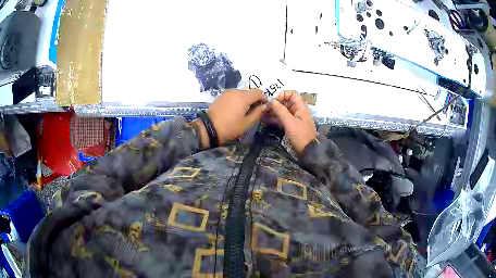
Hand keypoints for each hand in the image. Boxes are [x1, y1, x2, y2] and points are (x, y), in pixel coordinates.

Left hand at [193, 89, 267, 147]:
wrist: (208, 128)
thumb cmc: (230, 127)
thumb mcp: (247, 123)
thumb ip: (258, 113)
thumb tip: (266, 106)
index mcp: (243, 97)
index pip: (258, 92)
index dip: (264, 98)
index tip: (264, 107)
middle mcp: (235, 91)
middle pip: (249, 92)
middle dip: (254, 100)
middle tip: (254, 111)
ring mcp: (227, 93)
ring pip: (241, 93)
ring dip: (245, 100)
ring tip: (244, 112)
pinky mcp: (220, 96)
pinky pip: (233, 95)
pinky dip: (237, 100)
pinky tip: (235, 110)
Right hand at [268, 91, 316, 155]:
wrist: (308, 152)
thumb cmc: (301, 136)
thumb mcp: (290, 123)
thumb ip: (281, 111)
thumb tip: (272, 101)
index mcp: (301, 107)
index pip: (292, 94)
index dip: (283, 95)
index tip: (274, 101)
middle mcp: (298, 111)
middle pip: (286, 102)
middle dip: (276, 103)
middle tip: (265, 108)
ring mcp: (294, 119)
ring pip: (283, 110)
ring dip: (273, 111)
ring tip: (263, 114)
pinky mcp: (291, 126)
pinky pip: (282, 119)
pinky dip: (275, 118)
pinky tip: (266, 120)